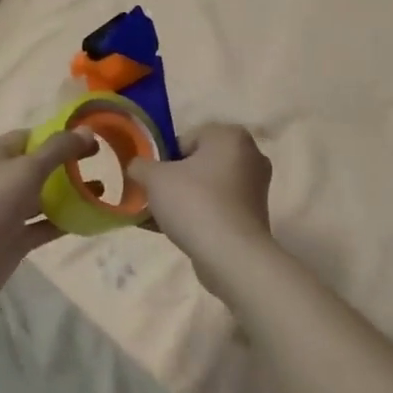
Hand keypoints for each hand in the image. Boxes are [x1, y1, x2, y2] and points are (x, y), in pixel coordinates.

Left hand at [0, 128, 94, 323]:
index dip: (59, 136)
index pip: (29, 137)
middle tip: (100, 162)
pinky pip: (41, 225)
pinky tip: (89, 218)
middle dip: (66, 164)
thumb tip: (87, 130)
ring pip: (40, 197)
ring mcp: (3, 210)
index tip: (90, 140)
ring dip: (68, 194)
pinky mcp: (11, 238)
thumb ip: (59, 149)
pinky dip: (62, 221)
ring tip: (101, 191)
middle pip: (36, 166)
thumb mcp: (28, 168)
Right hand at [130, 125, 274, 282]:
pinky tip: (174, 232)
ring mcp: (255, 188)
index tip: (152, 180)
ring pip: (207, 188)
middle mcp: (250, 156)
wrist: (231, 256)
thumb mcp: (154, 178)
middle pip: (198, 164)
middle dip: (174, 180)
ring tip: (159, 220)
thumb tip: (137, 167)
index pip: (186, 139)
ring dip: (183, 200)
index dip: (163, 159)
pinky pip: (218, 208)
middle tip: (154, 198)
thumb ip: (140, 165)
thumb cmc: (194, 203)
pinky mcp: (254, 216)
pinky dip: (199, 216)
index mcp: (230, 136)